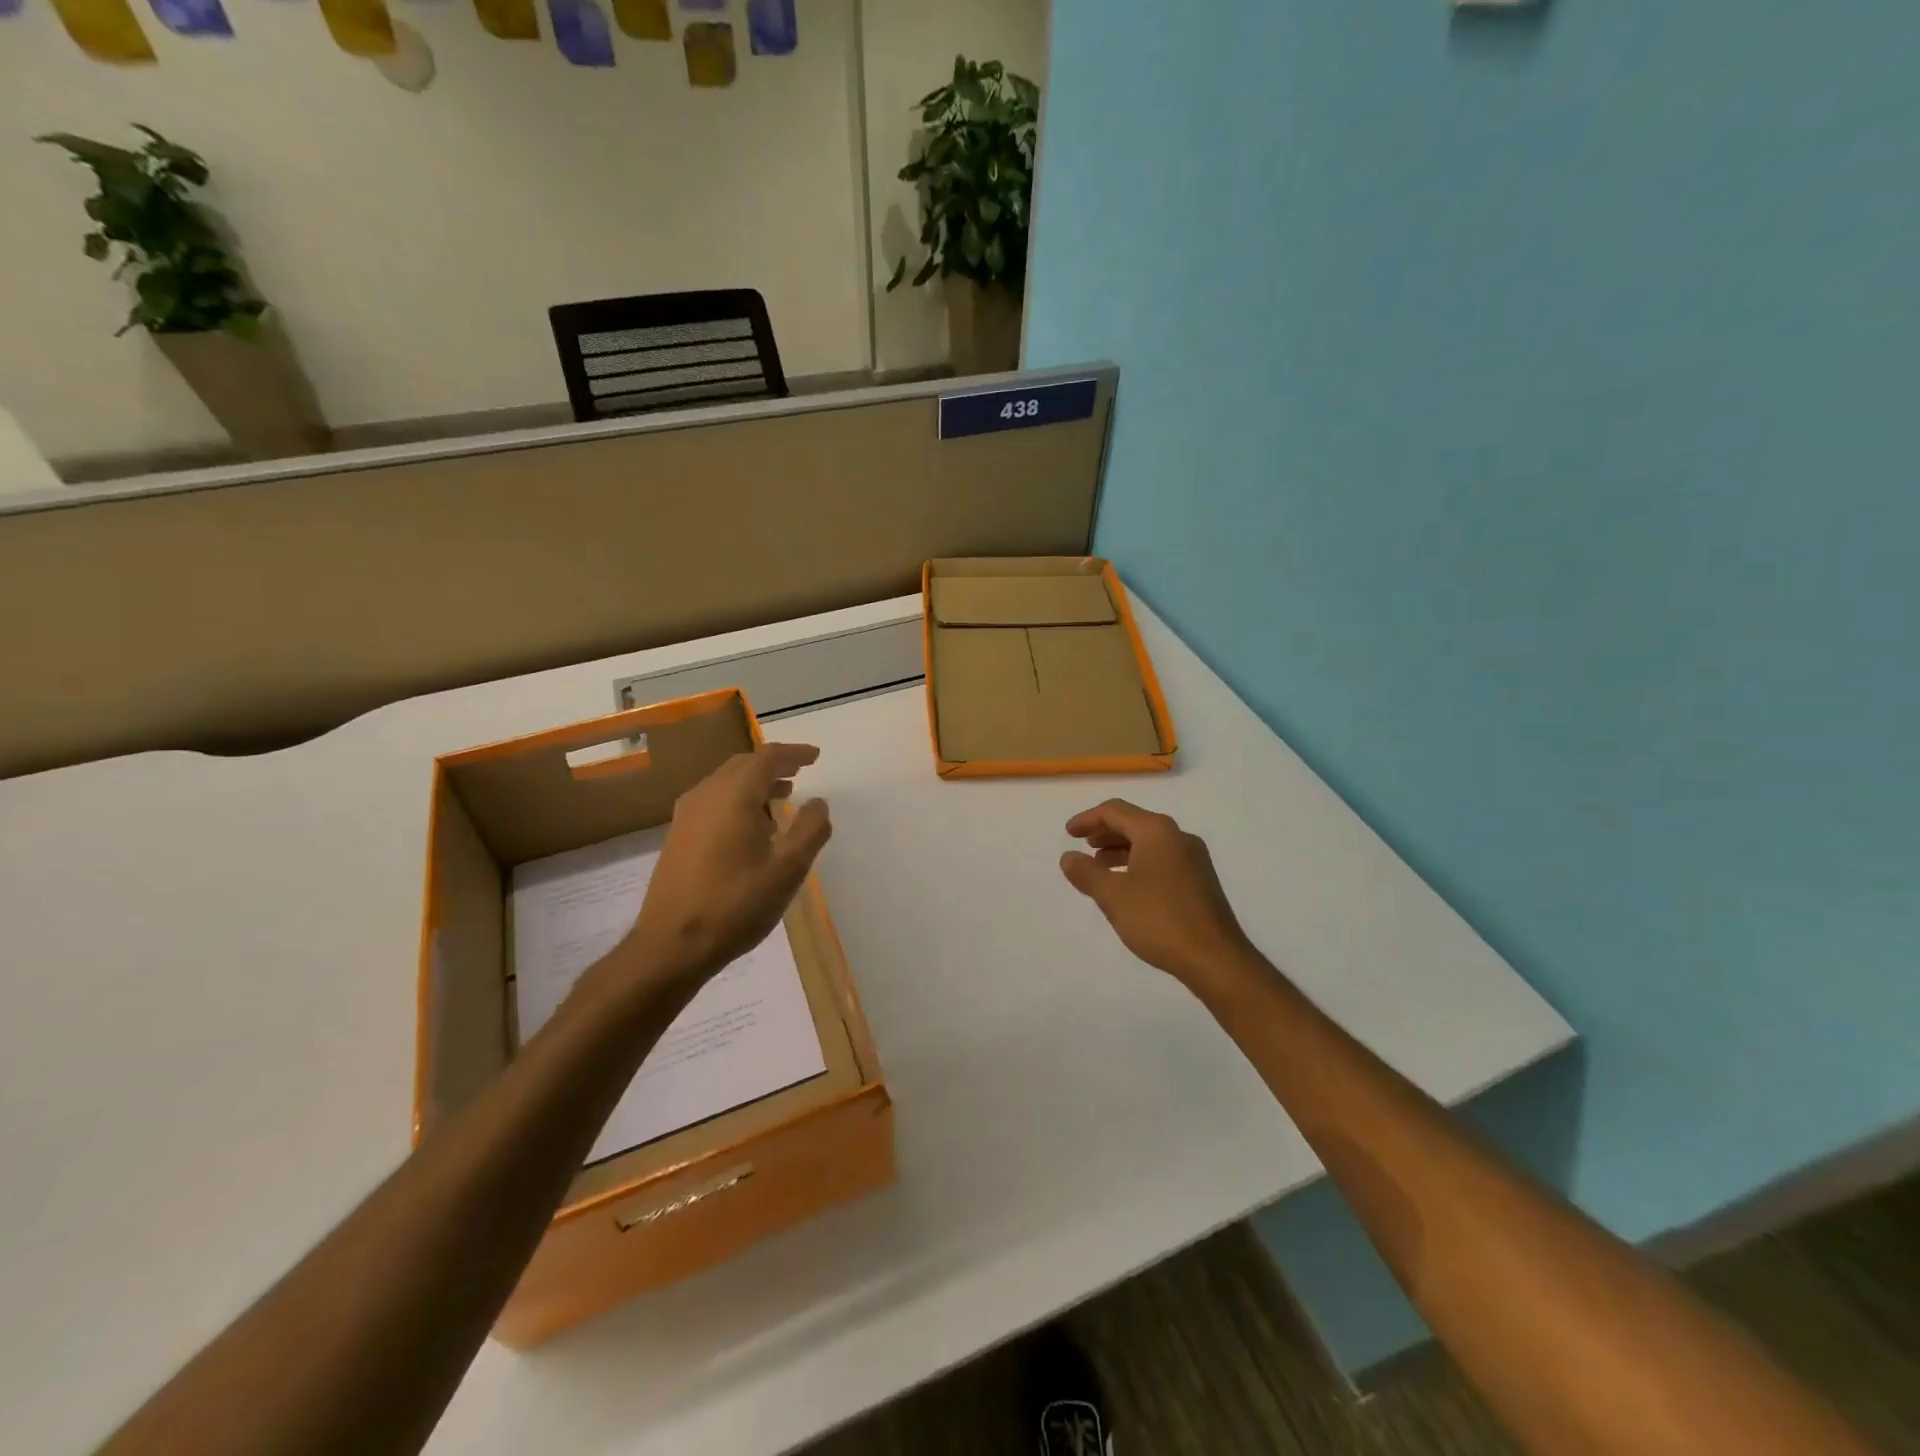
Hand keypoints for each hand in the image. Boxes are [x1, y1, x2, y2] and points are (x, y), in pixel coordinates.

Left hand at [620, 744, 831, 987]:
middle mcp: (705, 796)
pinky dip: (738, 801)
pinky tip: (752, 828)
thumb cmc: (736, 904)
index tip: (816, 757)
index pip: (767, 758)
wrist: (672, 945)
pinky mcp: (678, 837)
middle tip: (799, 772)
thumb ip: (810, 830)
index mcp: (733, 795)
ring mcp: (686, 816)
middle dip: (773, 765)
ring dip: (755, 784)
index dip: (794, 754)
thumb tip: (818, 803)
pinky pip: (713, 802)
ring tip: (782, 798)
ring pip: (725, 784)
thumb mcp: (787, 869)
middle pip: (743, 766)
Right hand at [1060, 799, 1256, 995]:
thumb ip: (1086, 873)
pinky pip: (1162, 859)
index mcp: (1157, 831)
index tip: (1068, 833)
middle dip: (1105, 832)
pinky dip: (1138, 863)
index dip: (1087, 819)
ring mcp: (1193, 859)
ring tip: (1099, 866)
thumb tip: (1068, 857)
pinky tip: (1127, 886)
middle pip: (1134, 823)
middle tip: (1082, 845)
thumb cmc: (1159, 919)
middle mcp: (1178, 837)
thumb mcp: (1113, 895)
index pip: (1115, 811)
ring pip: (1149, 842)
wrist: (1216, 959)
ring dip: (1121, 849)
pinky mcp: (1200, 881)